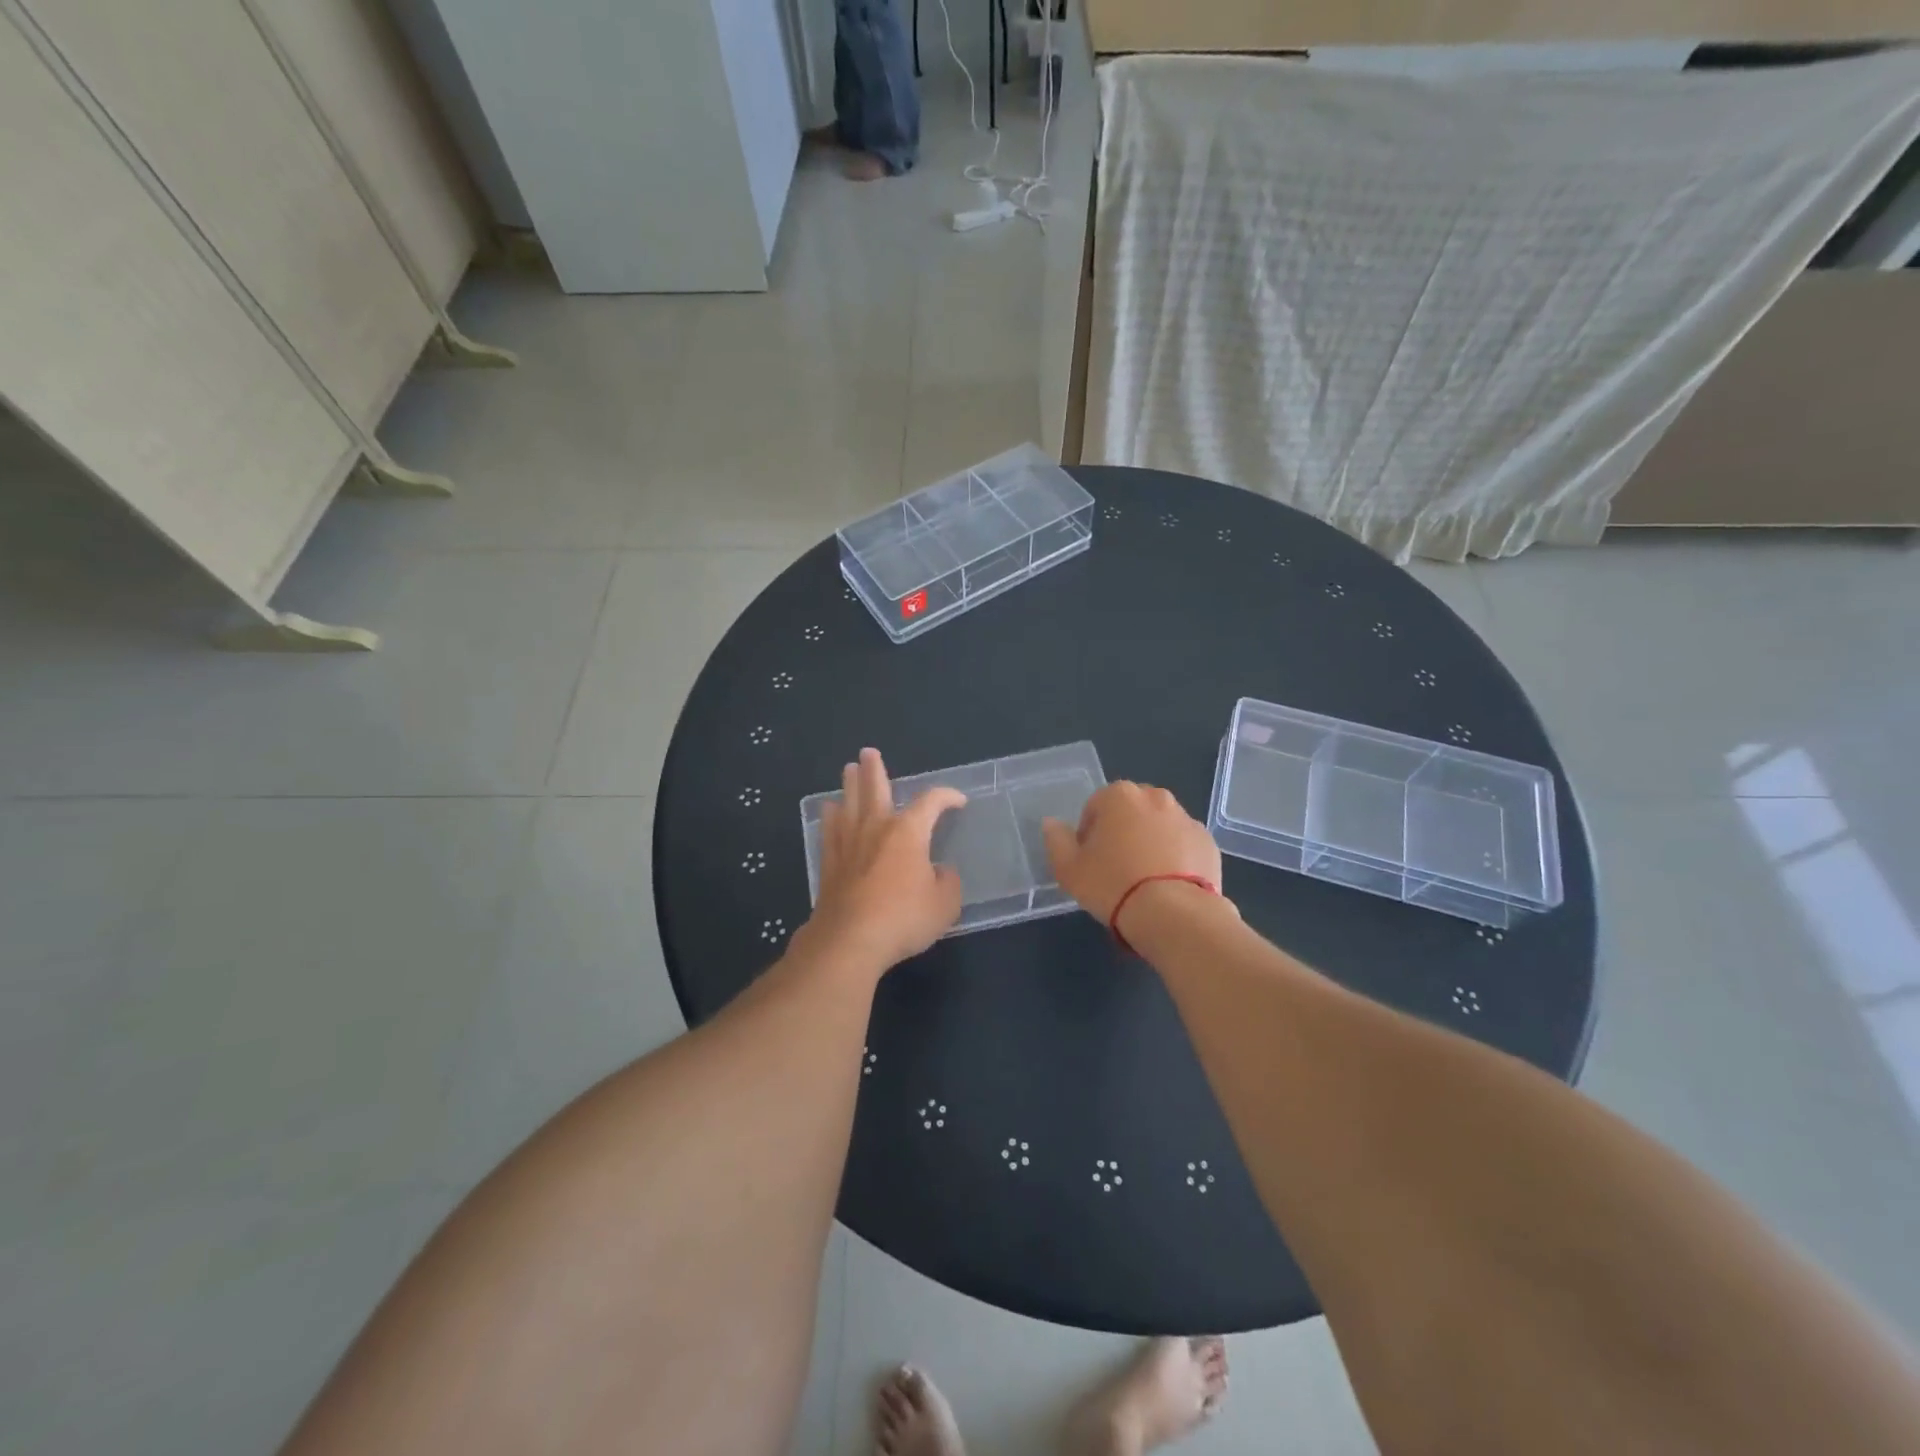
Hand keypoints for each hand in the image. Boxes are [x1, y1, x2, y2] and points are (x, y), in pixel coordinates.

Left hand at [799, 748, 966, 974]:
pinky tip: (829, 811)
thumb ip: (947, 882)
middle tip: (868, 752)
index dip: (947, 796)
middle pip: (875, 788)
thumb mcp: (944, 904)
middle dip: (874, 769)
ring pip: (849, 803)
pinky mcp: (830, 863)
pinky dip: (831, 817)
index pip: (931, 802)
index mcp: (909, 831)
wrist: (850, 940)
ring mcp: (849, 843)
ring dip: (849, 785)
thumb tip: (940, 872)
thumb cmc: (903, 918)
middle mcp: (877, 828)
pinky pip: (830, 830)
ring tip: (848, 770)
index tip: (958, 801)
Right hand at [1042, 781, 1223, 931]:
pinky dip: (1175, 858)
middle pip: (1130, 812)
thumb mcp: (1069, 869)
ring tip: (1144, 881)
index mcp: (1119, 796)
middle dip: (1122, 832)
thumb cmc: (1113, 885)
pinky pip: (1183, 845)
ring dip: (1150, 843)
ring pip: (1159, 826)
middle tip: (1116, 868)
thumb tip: (1051, 824)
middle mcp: (1155, 797)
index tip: (1090, 861)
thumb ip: (1056, 841)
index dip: (1088, 834)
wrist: (1174, 914)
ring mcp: (1186, 819)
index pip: (1095, 807)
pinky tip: (1168, 886)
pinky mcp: (1208, 842)